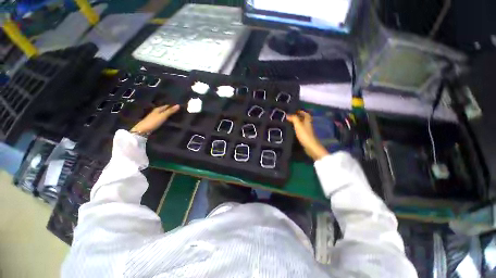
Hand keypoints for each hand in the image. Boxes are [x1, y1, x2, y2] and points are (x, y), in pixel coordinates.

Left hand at [131, 104, 179, 133]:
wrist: (143, 130)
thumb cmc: (153, 121)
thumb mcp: (163, 116)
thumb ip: (170, 111)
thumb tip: (178, 105)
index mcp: (158, 109)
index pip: (167, 106)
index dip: (173, 106)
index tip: (180, 107)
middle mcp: (156, 112)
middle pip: (165, 110)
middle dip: (171, 110)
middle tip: (180, 111)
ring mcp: (155, 117)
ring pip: (164, 114)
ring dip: (169, 115)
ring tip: (177, 116)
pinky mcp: (155, 122)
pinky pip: (163, 118)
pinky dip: (167, 118)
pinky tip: (170, 120)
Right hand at [287, 111, 328, 160]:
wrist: (310, 146)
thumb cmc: (304, 135)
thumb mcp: (298, 125)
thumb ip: (294, 119)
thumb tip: (287, 115)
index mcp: (308, 121)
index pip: (306, 114)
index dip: (301, 112)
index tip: (295, 111)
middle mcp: (308, 125)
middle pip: (304, 119)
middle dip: (298, 117)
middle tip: (290, 116)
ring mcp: (307, 131)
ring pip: (302, 125)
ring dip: (297, 123)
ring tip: (289, 122)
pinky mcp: (305, 136)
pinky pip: (301, 130)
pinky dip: (297, 129)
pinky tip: (292, 130)